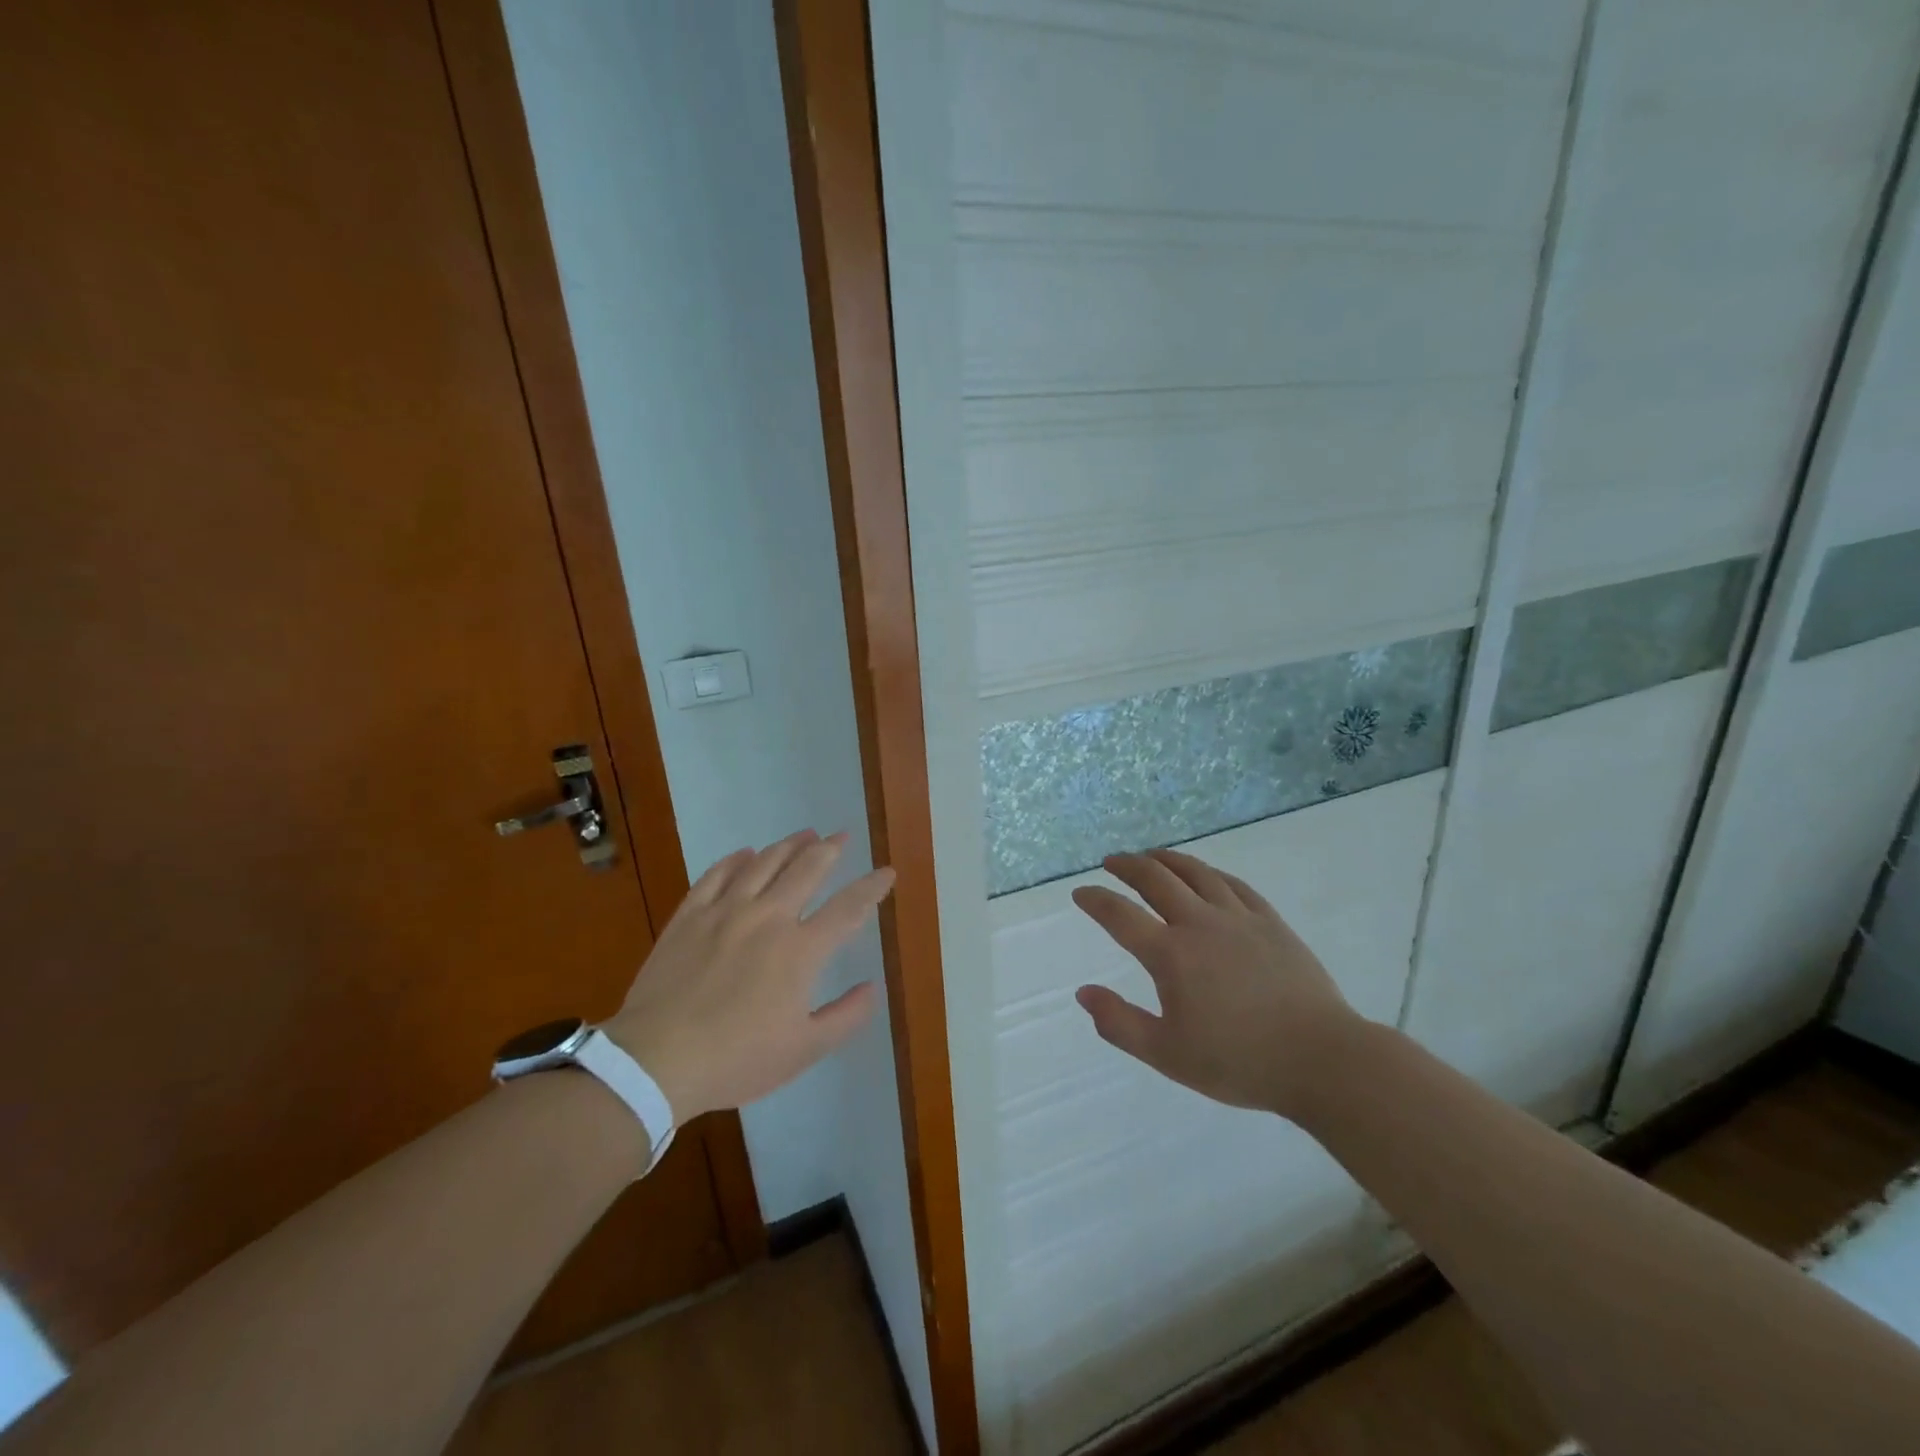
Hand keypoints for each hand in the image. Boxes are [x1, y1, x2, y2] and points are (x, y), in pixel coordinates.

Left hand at [606, 829, 893, 1121]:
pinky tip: (746, 853)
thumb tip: (872, 987)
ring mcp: (725, 912)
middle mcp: (768, 918)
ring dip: (789, 845)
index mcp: (800, 950)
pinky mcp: (689, 916)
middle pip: (806, 870)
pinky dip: (736, 860)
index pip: (848, 908)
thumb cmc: (736, 1059)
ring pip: (764, 863)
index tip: (887, 872)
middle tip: (843, 836)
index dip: (872, 887)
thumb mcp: (803, 1050)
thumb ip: (845, 1017)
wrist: (656, 1059)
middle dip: (830, 849)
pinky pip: (717, 875)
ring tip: (805, 834)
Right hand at [1072, 847, 1359, 1118]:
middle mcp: (1200, 923)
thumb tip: (1083, 992)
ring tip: (1151, 856)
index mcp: (1171, 955)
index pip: (1119, 915)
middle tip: (1111, 862)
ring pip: (1195, 872)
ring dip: (1166, 859)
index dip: (1095, 900)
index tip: (1080, 893)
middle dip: (1127, 865)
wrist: (1321, 1060)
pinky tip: (1204, 874)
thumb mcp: (1168, 1055)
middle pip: (1155, 878)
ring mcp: (1238, 917)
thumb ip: (1120, 1023)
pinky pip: (1233, 884)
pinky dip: (1209, 872)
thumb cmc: (1239, 1062)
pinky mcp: (1270, 921)